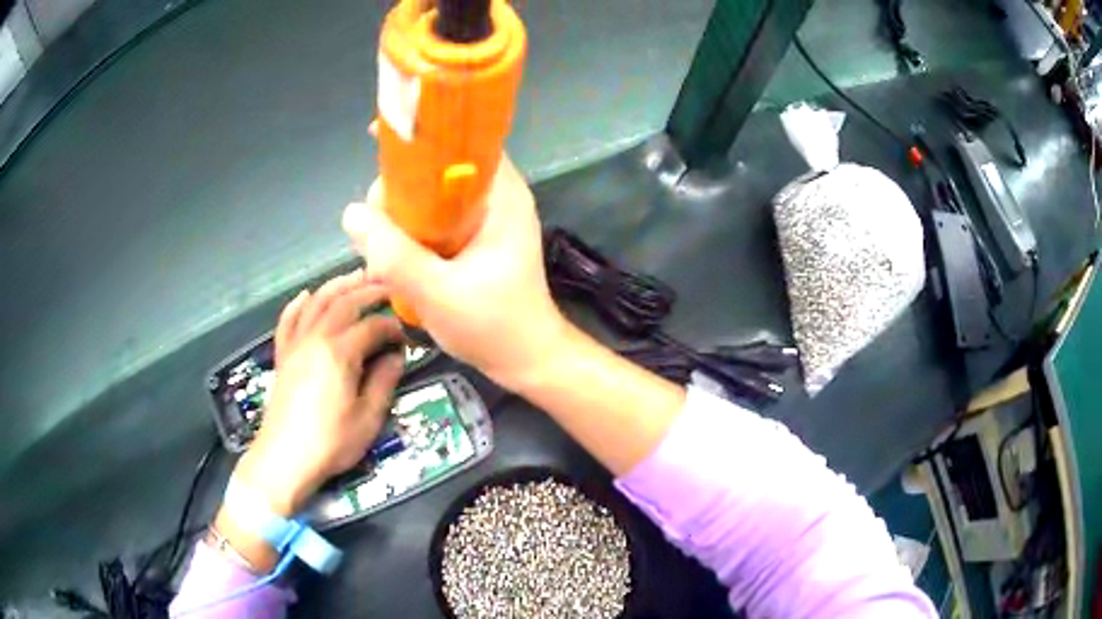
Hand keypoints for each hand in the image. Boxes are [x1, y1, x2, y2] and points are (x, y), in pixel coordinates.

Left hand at [232, 271, 404, 515]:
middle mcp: (316, 338)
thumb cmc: (330, 442)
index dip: (392, 326)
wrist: (284, 458)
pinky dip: (297, 303)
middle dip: (368, 290)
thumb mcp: (368, 418)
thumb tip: (397, 357)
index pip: (372, 326)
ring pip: (315, 302)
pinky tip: (306, 295)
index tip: (406, 334)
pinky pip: (288, 319)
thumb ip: (383, 382)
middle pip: (344, 302)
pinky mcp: (282, 355)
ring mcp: (295, 344)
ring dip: (336, 286)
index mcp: (340, 352)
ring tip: (354, 277)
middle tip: (388, 285)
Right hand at [342, 157, 567, 389]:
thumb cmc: (495, 326)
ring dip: (400, 215)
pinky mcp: (471, 241)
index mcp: (500, 197)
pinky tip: (392, 256)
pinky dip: (410, 232)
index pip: (463, 141)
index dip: (423, 136)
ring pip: (430, 197)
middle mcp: (494, 198)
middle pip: (438, 169)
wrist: (526, 361)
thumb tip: (351, 214)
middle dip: (400, 189)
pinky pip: (432, 221)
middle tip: (377, 226)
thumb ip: (394, 255)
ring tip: (380, 248)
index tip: (383, 140)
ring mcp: (482, 220)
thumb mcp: (438, 293)